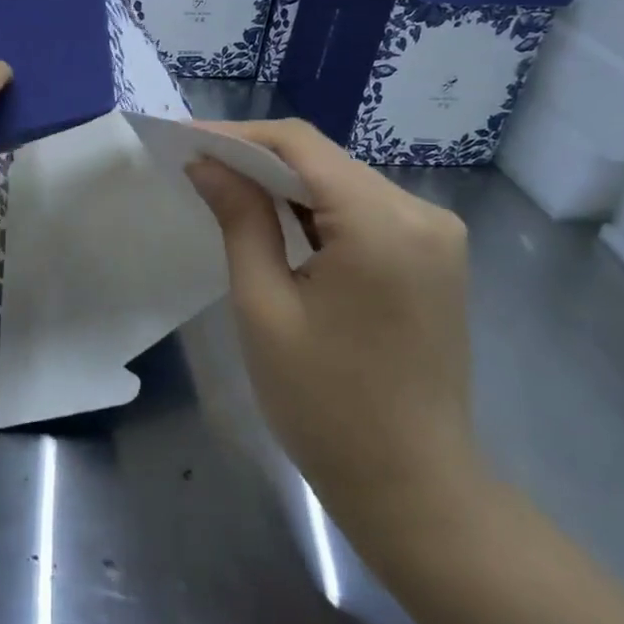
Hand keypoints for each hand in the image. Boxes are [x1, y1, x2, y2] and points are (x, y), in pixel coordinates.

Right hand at [185, 119, 484, 535]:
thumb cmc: (325, 405)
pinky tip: (279, 222)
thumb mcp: (265, 307)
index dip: (238, 135)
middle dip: (259, 159)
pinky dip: (319, 211)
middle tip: (198, 167)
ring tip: (227, 189)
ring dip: (287, 185)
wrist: (413, 487)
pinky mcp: (436, 257)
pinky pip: (367, 212)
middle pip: (326, 160)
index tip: (185, 142)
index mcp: (383, 224)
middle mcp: (422, 213)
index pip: (300, 145)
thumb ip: (240, 221)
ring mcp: (437, 235)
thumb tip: (206, 164)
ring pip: (345, 183)